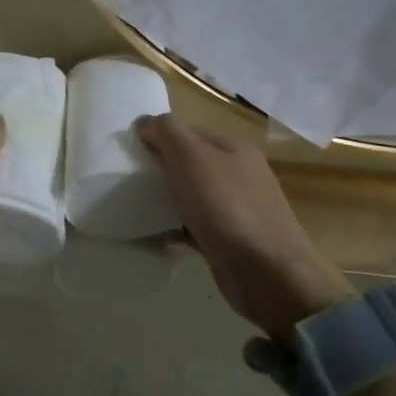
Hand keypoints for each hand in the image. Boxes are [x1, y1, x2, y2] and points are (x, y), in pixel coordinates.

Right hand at [136, 115, 352, 341]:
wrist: (267, 273)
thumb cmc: (227, 207)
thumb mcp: (192, 157)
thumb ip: (167, 132)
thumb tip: (145, 122)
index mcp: (235, 149)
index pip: (190, 132)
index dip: (160, 138)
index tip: (131, 152)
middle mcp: (239, 176)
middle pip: (191, 165)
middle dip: (161, 171)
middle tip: (128, 181)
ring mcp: (237, 211)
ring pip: (191, 198)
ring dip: (165, 202)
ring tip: (134, 209)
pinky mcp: (229, 242)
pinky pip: (194, 228)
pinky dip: (174, 230)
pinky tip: (153, 237)